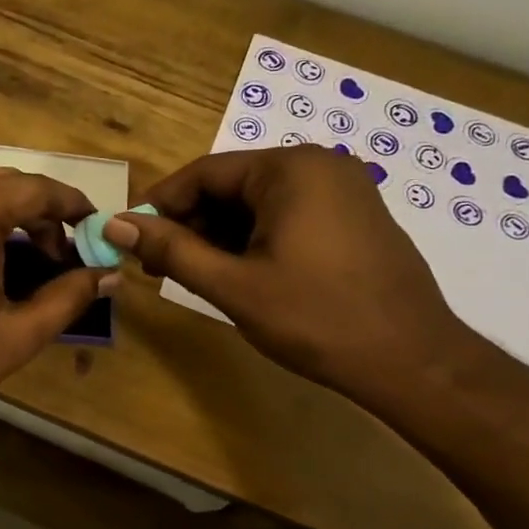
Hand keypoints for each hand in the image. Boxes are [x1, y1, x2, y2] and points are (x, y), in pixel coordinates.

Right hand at [105, 146, 475, 401]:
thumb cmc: (316, 318)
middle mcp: (318, 166)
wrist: (413, 362)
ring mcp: (343, 190)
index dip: (160, 206)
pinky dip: (255, 240)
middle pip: (231, 186)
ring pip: (258, 204)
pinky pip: (287, 216)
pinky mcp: (355, 217)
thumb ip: (170, 250)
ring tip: (196, 276)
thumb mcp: (232, 284)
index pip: (203, 173)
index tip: (132, 239)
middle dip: (191, 224)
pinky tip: (240, 275)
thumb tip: (115, 224)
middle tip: (159, 267)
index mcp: (289, 169)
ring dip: (220, 236)